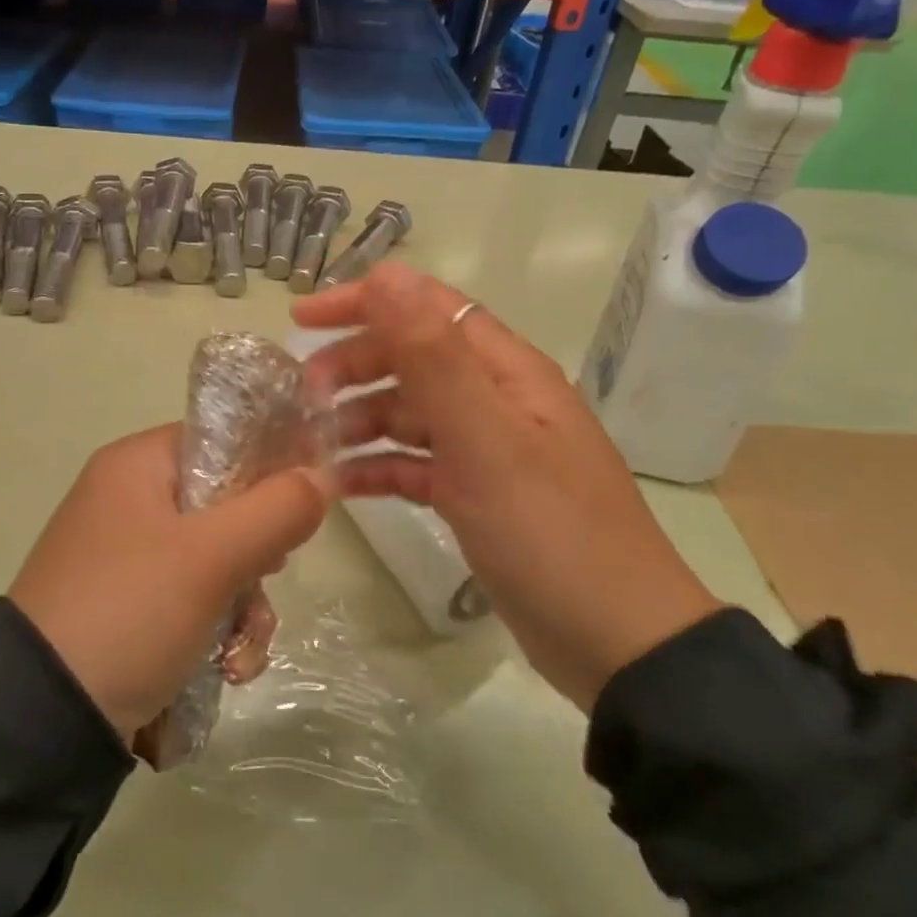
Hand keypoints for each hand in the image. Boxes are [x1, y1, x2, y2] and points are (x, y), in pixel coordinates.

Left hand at [7, 425, 330, 743]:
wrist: (42, 717)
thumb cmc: (130, 611)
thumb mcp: (211, 558)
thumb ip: (276, 509)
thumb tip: (322, 475)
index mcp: (137, 465)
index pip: (222, 440)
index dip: (270, 466)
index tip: (301, 507)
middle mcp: (129, 500)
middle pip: (225, 505)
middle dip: (257, 554)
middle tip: (266, 576)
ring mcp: (127, 555)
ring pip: (216, 560)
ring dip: (244, 606)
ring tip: (240, 651)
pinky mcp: (130, 605)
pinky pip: (192, 599)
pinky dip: (217, 631)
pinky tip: (227, 670)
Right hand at [294, 263, 717, 710]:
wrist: (614, 642)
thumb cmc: (548, 531)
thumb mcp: (486, 438)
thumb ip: (433, 356)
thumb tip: (388, 275)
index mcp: (506, 371)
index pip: (427, 308)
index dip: (365, 302)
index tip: (302, 319)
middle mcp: (496, 400)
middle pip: (411, 359)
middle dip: (354, 366)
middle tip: (302, 395)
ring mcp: (485, 451)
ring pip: (408, 413)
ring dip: (358, 419)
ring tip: (312, 444)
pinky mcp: (474, 496)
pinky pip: (414, 466)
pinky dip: (377, 468)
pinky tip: (340, 485)